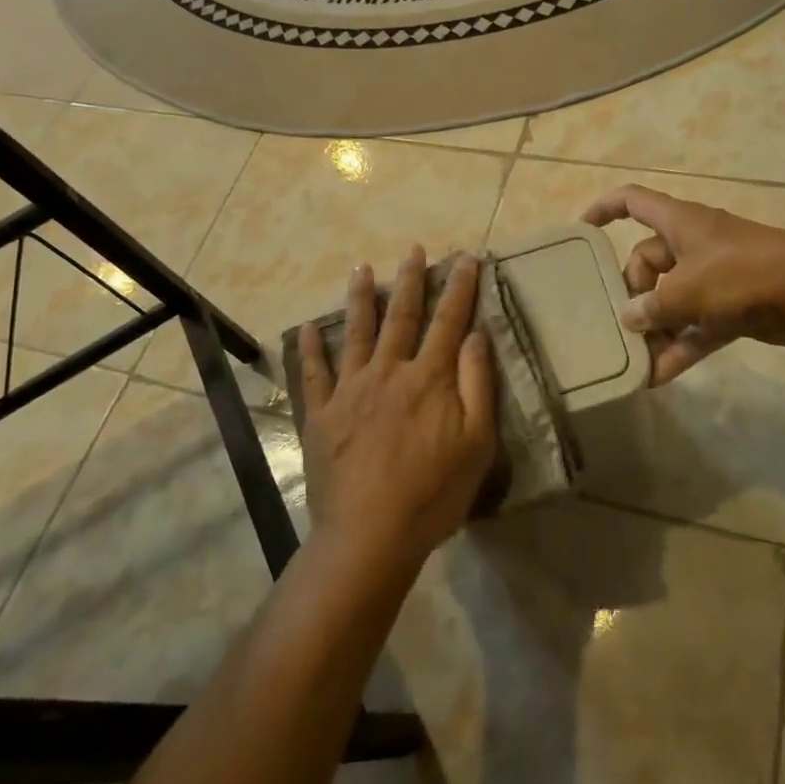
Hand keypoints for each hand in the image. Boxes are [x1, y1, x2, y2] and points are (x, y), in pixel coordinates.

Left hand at [297, 247, 497, 575]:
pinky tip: (307, 329)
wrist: (370, 534)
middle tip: (413, 249)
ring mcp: (350, 391)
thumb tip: (476, 334)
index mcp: (428, 378)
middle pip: (401, 316)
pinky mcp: (321, 415)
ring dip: (360, 298)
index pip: (449, 321)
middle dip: (410, 280)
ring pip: (356, 333)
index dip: (460, 287)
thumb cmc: (433, 492)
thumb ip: (477, 384)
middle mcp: (388, 372)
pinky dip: (310, 350)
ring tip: (361, 268)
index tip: (467, 257)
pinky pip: (314, 375)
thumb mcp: (477, 442)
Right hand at [583, 184, 784, 382]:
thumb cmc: (741, 274)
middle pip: (647, 262)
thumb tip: (630, 318)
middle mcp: (693, 244)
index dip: (604, 209)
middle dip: (633, 294)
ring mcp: (714, 276)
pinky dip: (680, 347)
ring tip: (635, 360)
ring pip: (671, 299)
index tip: (581, 230)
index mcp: (679, 222)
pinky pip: (695, 326)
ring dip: (656, 329)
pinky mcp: (732, 307)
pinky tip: (658, 377)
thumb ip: (652, 305)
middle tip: (624, 326)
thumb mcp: (686, 289)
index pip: (633, 201)